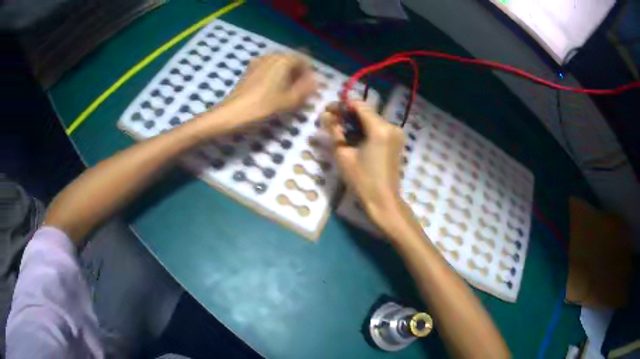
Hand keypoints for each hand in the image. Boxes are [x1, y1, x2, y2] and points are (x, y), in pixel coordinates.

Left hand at [225, 53, 316, 120]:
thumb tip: (315, 82)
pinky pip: (268, 68)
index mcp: (283, 59)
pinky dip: (275, 76)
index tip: (310, 88)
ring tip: (287, 91)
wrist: (233, 112)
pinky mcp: (249, 70)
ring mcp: (258, 61)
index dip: (309, 74)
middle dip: (298, 74)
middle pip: (291, 61)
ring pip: (279, 64)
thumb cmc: (263, 105)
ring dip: (286, 75)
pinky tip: (273, 90)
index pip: (303, 60)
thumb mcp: (289, 100)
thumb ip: (306, 89)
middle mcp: (271, 55)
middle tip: (300, 90)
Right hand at [323, 100, 405, 229]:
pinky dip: (365, 129)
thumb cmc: (362, 180)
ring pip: (372, 119)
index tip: (328, 110)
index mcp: (380, 129)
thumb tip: (325, 114)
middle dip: (348, 114)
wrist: (383, 200)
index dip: (342, 105)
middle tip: (330, 120)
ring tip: (339, 130)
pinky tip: (353, 137)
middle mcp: (392, 126)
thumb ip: (334, 131)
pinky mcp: (397, 141)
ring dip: (356, 122)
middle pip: (366, 112)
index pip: (359, 105)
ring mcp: (396, 134)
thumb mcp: (344, 154)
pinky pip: (378, 128)